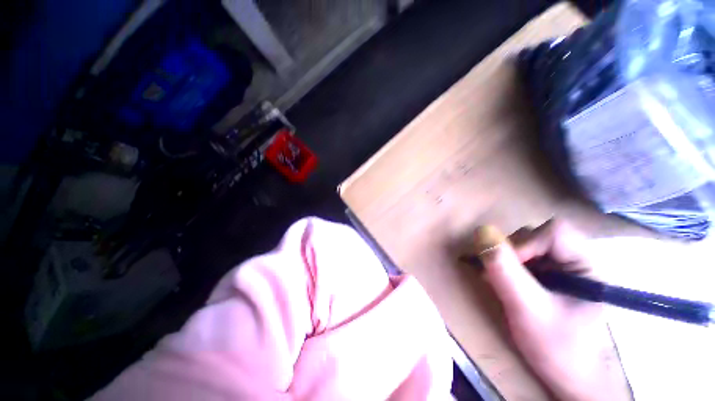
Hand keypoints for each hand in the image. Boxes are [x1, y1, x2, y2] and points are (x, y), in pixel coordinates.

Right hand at [474, 220, 625, 400]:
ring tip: (500, 282)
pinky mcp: (549, 275)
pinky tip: (503, 283)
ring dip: (506, 259)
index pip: (554, 232)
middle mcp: (576, 260)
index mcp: (586, 266)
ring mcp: (562, 267)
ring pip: (526, 243)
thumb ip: (505, 271)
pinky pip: (522, 257)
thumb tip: (481, 231)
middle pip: (536, 234)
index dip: (526, 243)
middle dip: (511, 253)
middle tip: (499, 277)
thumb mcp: (527, 310)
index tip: (509, 269)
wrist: (570, 378)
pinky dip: (506, 266)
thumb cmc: (558, 349)